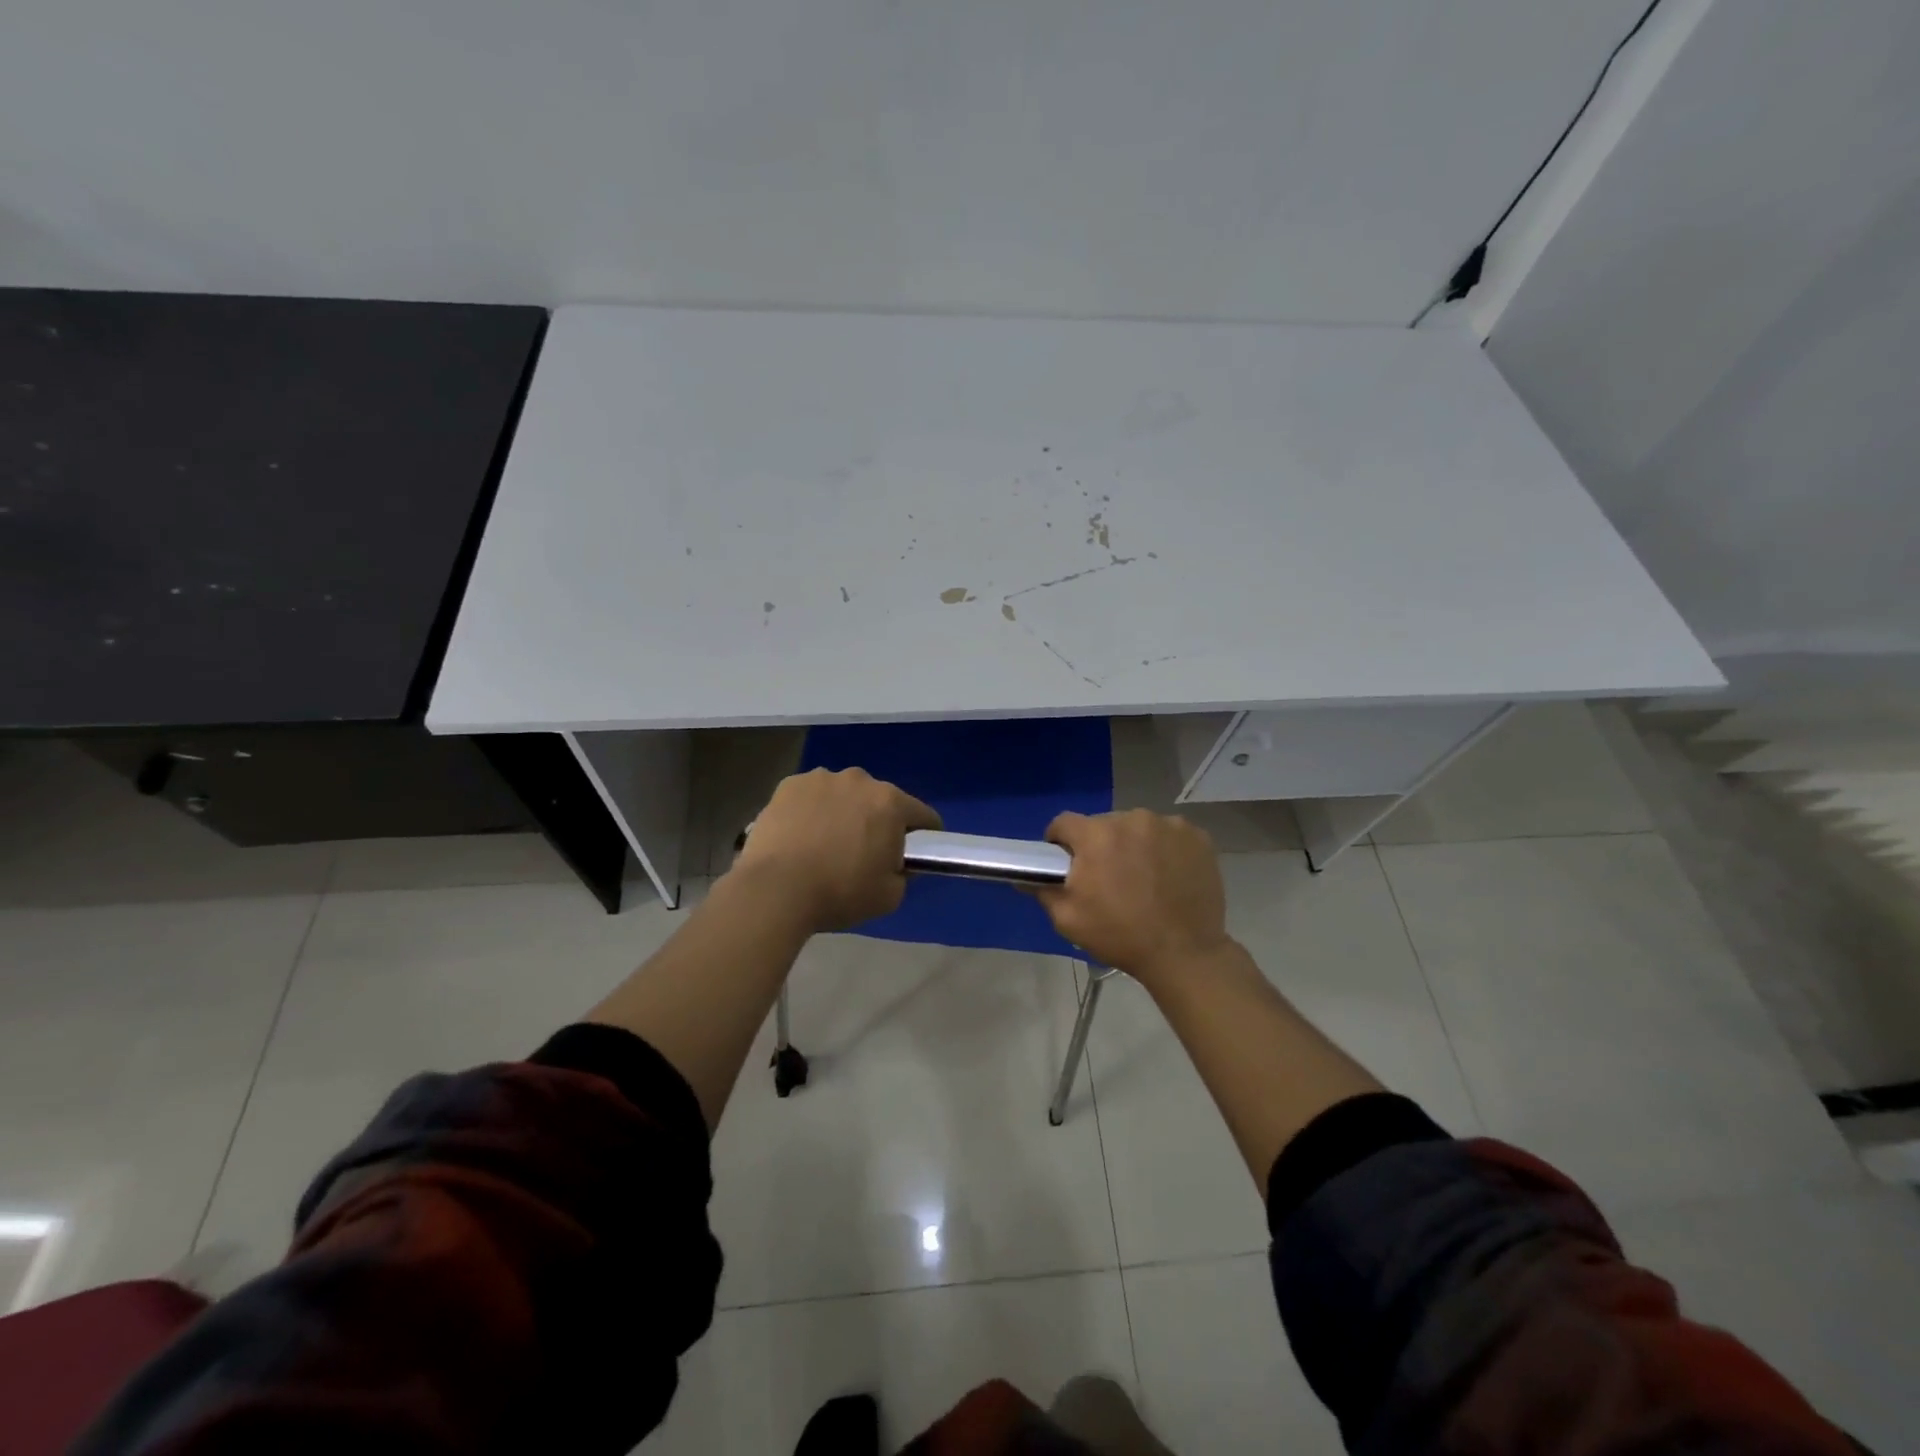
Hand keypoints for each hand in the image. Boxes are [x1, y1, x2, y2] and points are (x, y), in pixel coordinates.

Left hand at [732, 768, 941, 931]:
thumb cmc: (840, 893)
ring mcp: (821, 778)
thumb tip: (896, 863)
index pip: (923, 815)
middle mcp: (859, 780)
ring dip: (843, 811)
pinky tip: (800, 836)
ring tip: (825, 844)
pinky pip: (811, 796)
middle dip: (878, 821)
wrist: (775, 890)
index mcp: (891, 803)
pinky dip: (811, 811)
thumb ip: (903, 874)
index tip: (915, 853)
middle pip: (880, 800)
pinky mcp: (789, 784)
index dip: (925, 836)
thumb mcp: (890, 896)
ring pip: (843, 794)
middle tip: (863, 853)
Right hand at [1035, 810, 1231, 988]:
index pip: (1064, 823)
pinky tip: (1168, 875)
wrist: (1184, 953)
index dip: (1060, 841)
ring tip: (1142, 878)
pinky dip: (1164, 849)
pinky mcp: (1196, 835)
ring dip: (1133, 845)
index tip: (1066, 862)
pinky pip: (1169, 834)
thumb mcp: (1068, 919)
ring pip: (1137, 827)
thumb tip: (1024, 875)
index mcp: (1096, 835)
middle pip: (1103, 824)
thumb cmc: (1120, 936)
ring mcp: (1168, 825)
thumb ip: (1042, 890)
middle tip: (1107, 877)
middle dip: (1100, 845)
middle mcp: (1131, 819)